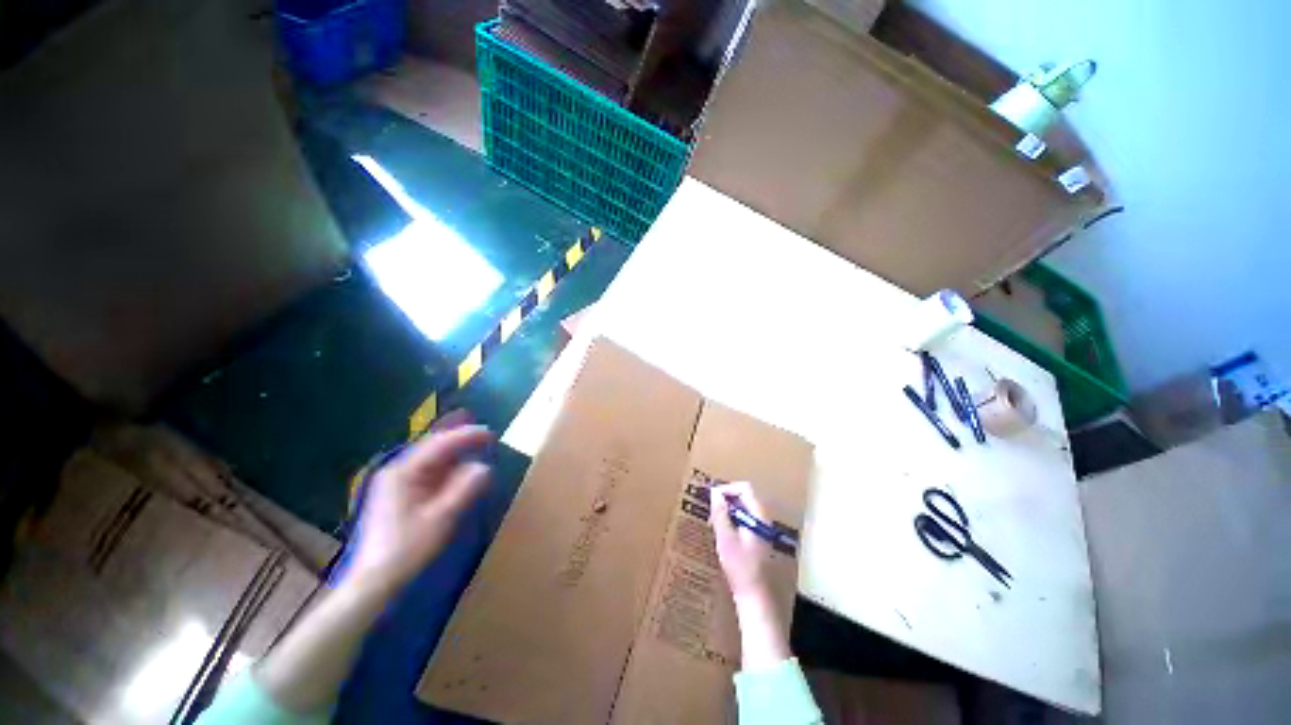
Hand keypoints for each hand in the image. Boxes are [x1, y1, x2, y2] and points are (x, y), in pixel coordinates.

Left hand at [348, 423, 492, 595]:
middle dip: (461, 440)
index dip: (466, 436)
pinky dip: (448, 469)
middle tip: (488, 438)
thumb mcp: (442, 518)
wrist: (375, 582)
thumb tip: (484, 467)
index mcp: (403, 472)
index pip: (439, 444)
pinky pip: (429, 473)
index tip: (491, 433)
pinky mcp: (401, 497)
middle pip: (433, 448)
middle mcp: (397, 472)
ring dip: (455, 454)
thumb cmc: (408, 548)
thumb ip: (465, 488)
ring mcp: (397, 484)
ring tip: (479, 448)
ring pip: (431, 460)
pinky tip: (461, 470)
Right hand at [709, 481, 790, 667]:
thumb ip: (721, 514)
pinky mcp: (759, 541)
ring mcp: (762, 531)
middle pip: (745, 498)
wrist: (756, 599)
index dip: (727, 488)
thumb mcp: (726, 539)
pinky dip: (733, 522)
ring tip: (713, 522)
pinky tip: (722, 535)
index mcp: (759, 516)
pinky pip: (745, 522)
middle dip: (726, 500)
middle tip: (710, 509)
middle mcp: (764, 520)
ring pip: (744, 510)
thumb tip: (715, 493)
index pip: (745, 489)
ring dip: (728, 511)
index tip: (712, 497)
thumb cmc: (741, 568)